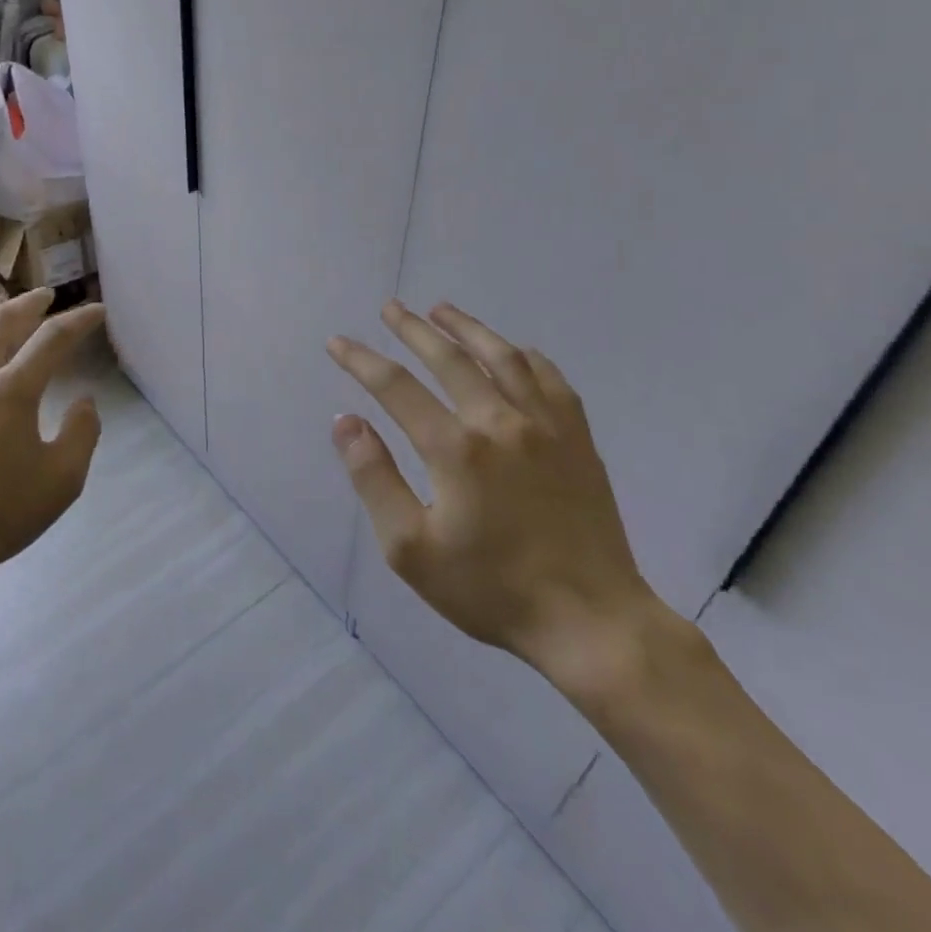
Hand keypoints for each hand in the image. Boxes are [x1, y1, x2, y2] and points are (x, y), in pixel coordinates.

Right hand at [326, 300, 657, 692]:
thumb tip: (346, 421)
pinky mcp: (579, 441)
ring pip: (503, 357)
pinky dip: (527, 357)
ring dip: (468, 328)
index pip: (395, 386)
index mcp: (454, 448)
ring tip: (442, 310)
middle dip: (413, 329)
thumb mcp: (410, 548)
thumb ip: (374, 478)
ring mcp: (546, 427)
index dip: (361, 360)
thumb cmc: (490, 589)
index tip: (338, 342)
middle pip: (449, 358)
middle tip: (390, 308)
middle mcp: (499, 422)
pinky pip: (552, 381)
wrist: (591, 623)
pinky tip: (515, 350)